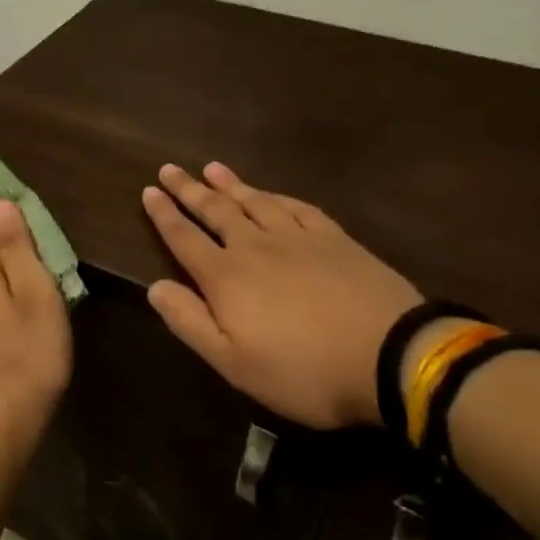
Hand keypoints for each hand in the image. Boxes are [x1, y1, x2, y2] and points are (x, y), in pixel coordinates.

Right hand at [141, 163, 418, 429]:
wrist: (391, 357)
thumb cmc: (303, 371)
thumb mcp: (234, 363)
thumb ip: (190, 322)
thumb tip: (154, 286)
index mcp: (227, 277)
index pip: (185, 238)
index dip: (164, 215)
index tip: (148, 191)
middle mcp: (256, 247)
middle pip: (216, 211)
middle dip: (189, 190)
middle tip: (170, 168)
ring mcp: (299, 239)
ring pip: (255, 201)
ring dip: (230, 184)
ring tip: (211, 168)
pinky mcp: (336, 240)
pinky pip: (298, 207)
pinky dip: (277, 196)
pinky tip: (271, 193)